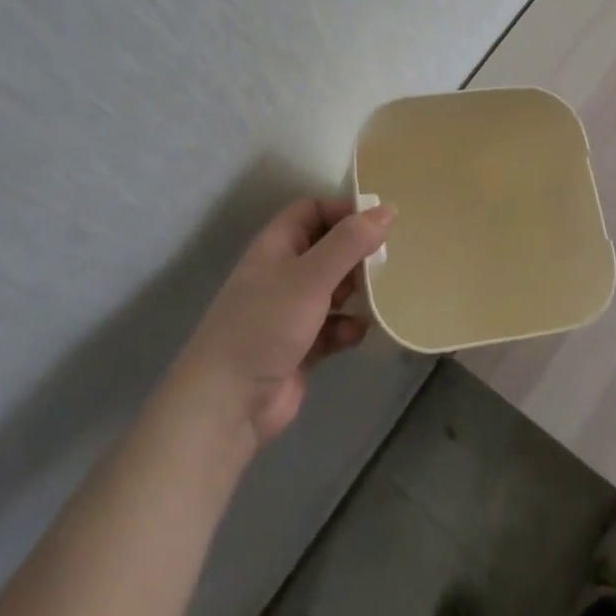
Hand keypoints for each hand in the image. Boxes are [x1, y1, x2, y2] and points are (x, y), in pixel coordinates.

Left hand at [174, 199, 391, 450]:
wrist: (228, 404)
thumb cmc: (266, 325)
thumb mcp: (311, 276)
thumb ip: (349, 242)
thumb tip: (387, 210)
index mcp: (276, 247)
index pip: (311, 211)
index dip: (342, 211)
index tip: (378, 222)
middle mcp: (282, 274)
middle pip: (327, 249)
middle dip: (356, 254)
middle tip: (388, 260)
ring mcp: (290, 313)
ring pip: (333, 289)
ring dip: (356, 292)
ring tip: (381, 295)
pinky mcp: (301, 348)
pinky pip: (333, 327)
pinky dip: (347, 328)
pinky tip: (358, 333)